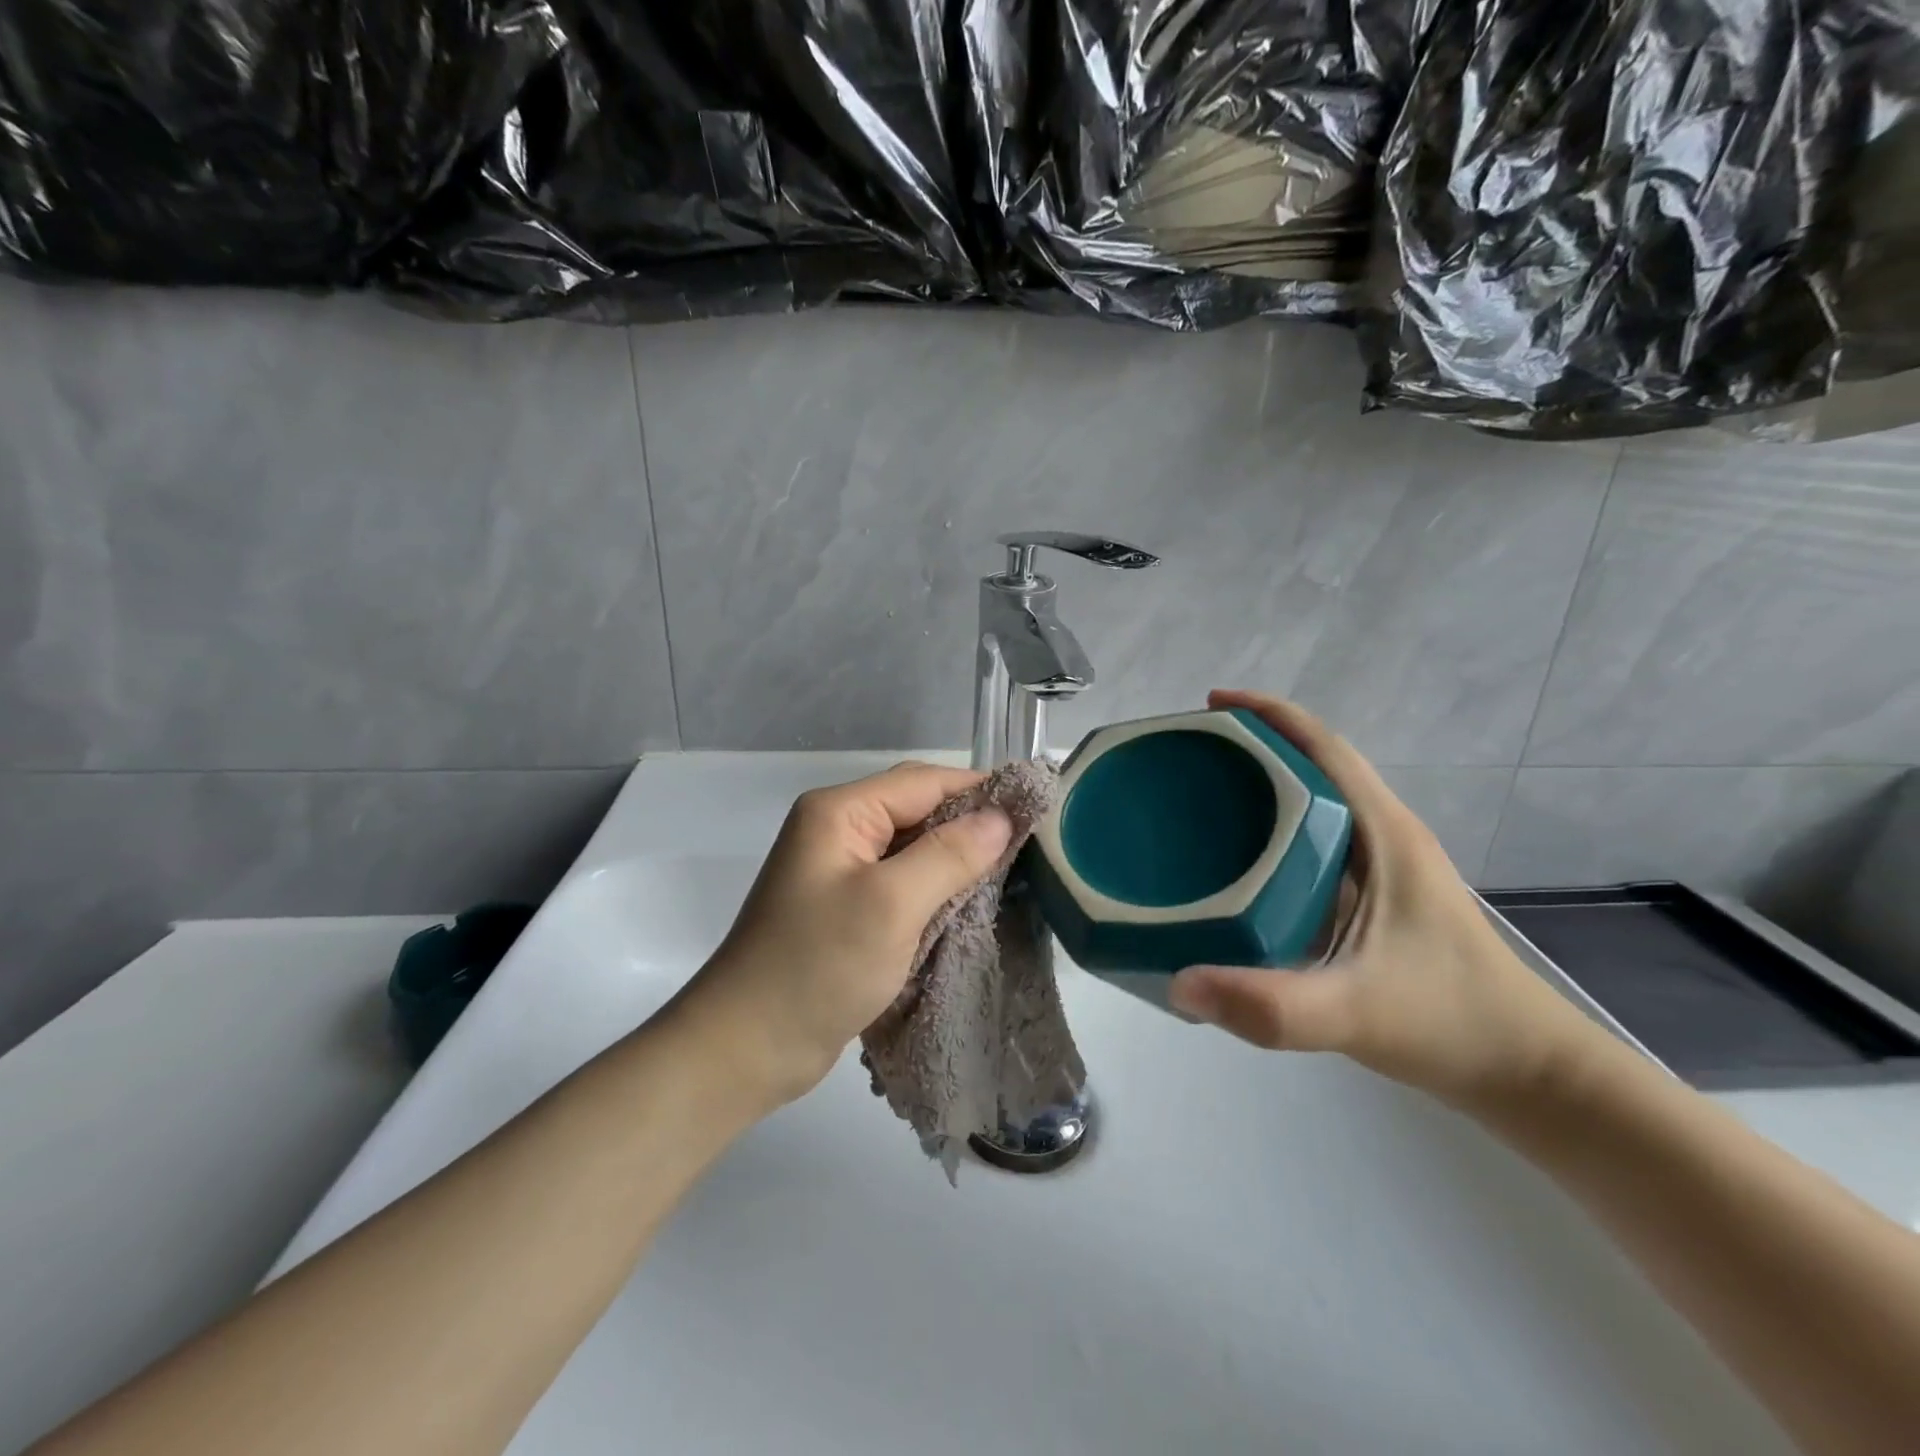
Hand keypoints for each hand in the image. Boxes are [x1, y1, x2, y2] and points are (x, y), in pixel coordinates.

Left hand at [678, 763, 1012, 1106]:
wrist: (747, 1048)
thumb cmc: (817, 967)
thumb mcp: (891, 905)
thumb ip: (949, 855)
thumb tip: (1001, 816)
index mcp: (840, 812)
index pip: (924, 782)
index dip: (980, 790)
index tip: (1036, 806)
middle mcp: (838, 830)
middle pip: (917, 809)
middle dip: (970, 824)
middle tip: (1029, 844)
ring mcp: (840, 871)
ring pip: (913, 848)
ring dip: (956, 858)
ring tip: (1011, 872)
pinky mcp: (846, 908)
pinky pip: (901, 882)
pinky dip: (936, 888)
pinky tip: (970, 903)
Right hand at [1169, 690, 1607, 1111]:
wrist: (1527, 1072)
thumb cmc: (1452, 1024)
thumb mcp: (1356, 1013)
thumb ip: (1270, 1005)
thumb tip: (1176, 983)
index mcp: (1383, 833)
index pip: (1322, 746)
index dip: (1266, 714)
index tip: (1208, 707)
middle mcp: (1383, 834)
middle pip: (1313, 763)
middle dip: (1251, 745)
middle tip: (1186, 758)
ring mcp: (1383, 865)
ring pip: (1314, 801)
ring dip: (1261, 784)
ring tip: (1199, 798)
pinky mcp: (1376, 895)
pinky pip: (1315, 839)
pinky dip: (1272, 829)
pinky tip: (1237, 861)